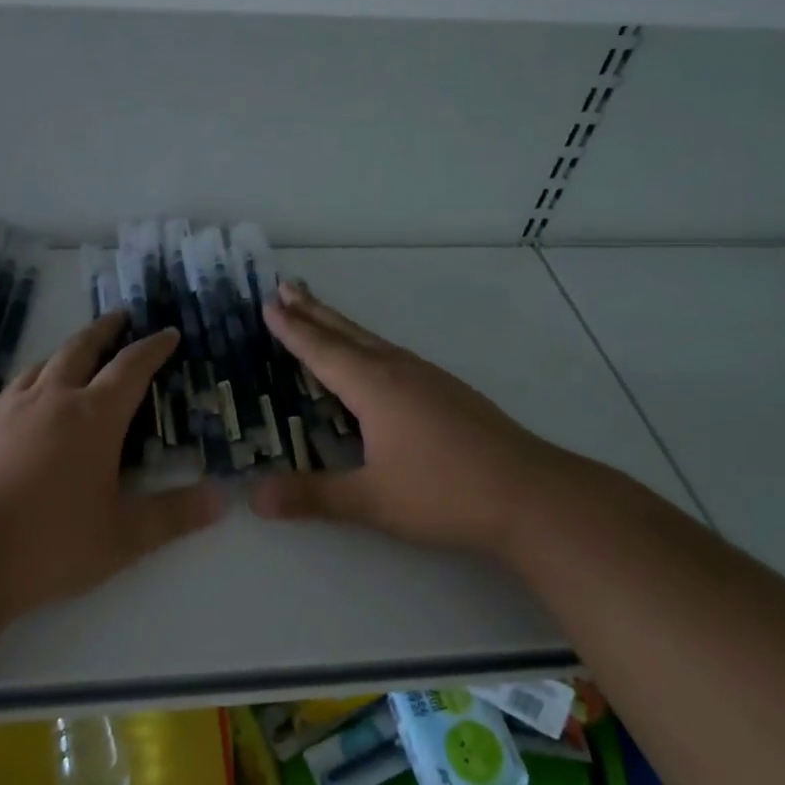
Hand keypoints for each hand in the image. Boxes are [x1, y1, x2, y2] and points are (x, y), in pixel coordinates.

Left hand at [0, 311, 224, 610]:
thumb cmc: (50, 543)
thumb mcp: (123, 537)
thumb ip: (174, 516)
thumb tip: (221, 499)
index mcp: (93, 417)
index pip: (131, 368)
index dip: (153, 348)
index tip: (168, 333)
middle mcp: (52, 400)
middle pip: (82, 349)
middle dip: (105, 330)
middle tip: (120, 316)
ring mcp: (10, 409)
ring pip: (44, 363)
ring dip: (67, 350)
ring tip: (77, 351)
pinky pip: (14, 387)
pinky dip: (33, 379)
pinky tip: (28, 396)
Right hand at [249, 284, 611, 554]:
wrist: (531, 494)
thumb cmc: (444, 493)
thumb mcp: (371, 500)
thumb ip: (312, 496)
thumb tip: (253, 498)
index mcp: (374, 387)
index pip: (322, 351)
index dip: (292, 329)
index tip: (269, 302)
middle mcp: (398, 371)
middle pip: (347, 333)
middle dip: (313, 310)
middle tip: (286, 284)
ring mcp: (428, 377)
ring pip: (373, 341)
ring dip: (341, 324)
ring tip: (319, 312)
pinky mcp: (449, 390)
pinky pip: (393, 354)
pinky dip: (367, 344)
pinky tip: (375, 359)